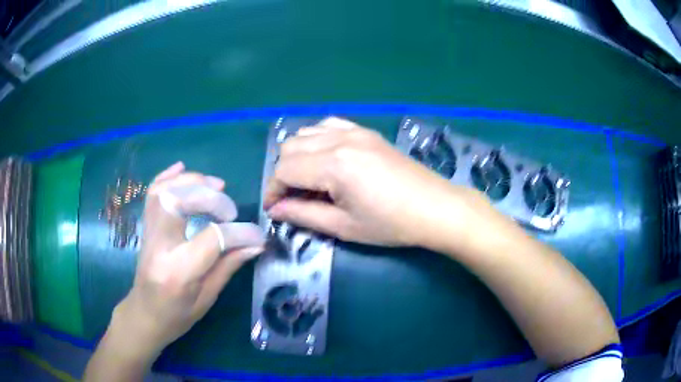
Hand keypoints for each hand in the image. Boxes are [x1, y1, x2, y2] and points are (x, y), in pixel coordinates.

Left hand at [106, 162, 264, 359]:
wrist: (144, 315)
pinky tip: (182, 168)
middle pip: (179, 201)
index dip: (240, 233)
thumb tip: (256, 244)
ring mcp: (149, 233)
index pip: (212, 239)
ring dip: (191, 181)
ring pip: (164, 191)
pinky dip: (167, 176)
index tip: (258, 235)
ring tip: (215, 184)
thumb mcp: (207, 298)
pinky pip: (152, 194)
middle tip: (230, 209)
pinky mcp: (146, 228)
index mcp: (179, 271)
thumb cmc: (176, 316)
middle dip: (210, 196)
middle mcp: (160, 246)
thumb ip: (228, 266)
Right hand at [264, 117, 481, 246]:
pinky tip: (324, 158)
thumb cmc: (391, 224)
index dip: (273, 190)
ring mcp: (354, 130)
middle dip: (282, 173)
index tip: (274, 209)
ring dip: (297, 156)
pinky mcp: (366, 131)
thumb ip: (303, 215)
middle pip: (290, 147)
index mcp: (333, 164)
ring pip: (306, 133)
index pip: (284, 170)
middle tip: (291, 199)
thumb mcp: (343, 227)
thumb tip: (275, 210)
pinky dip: (316, 139)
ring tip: (307, 181)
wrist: (435, 207)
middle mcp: (339, 138)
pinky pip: (329, 125)